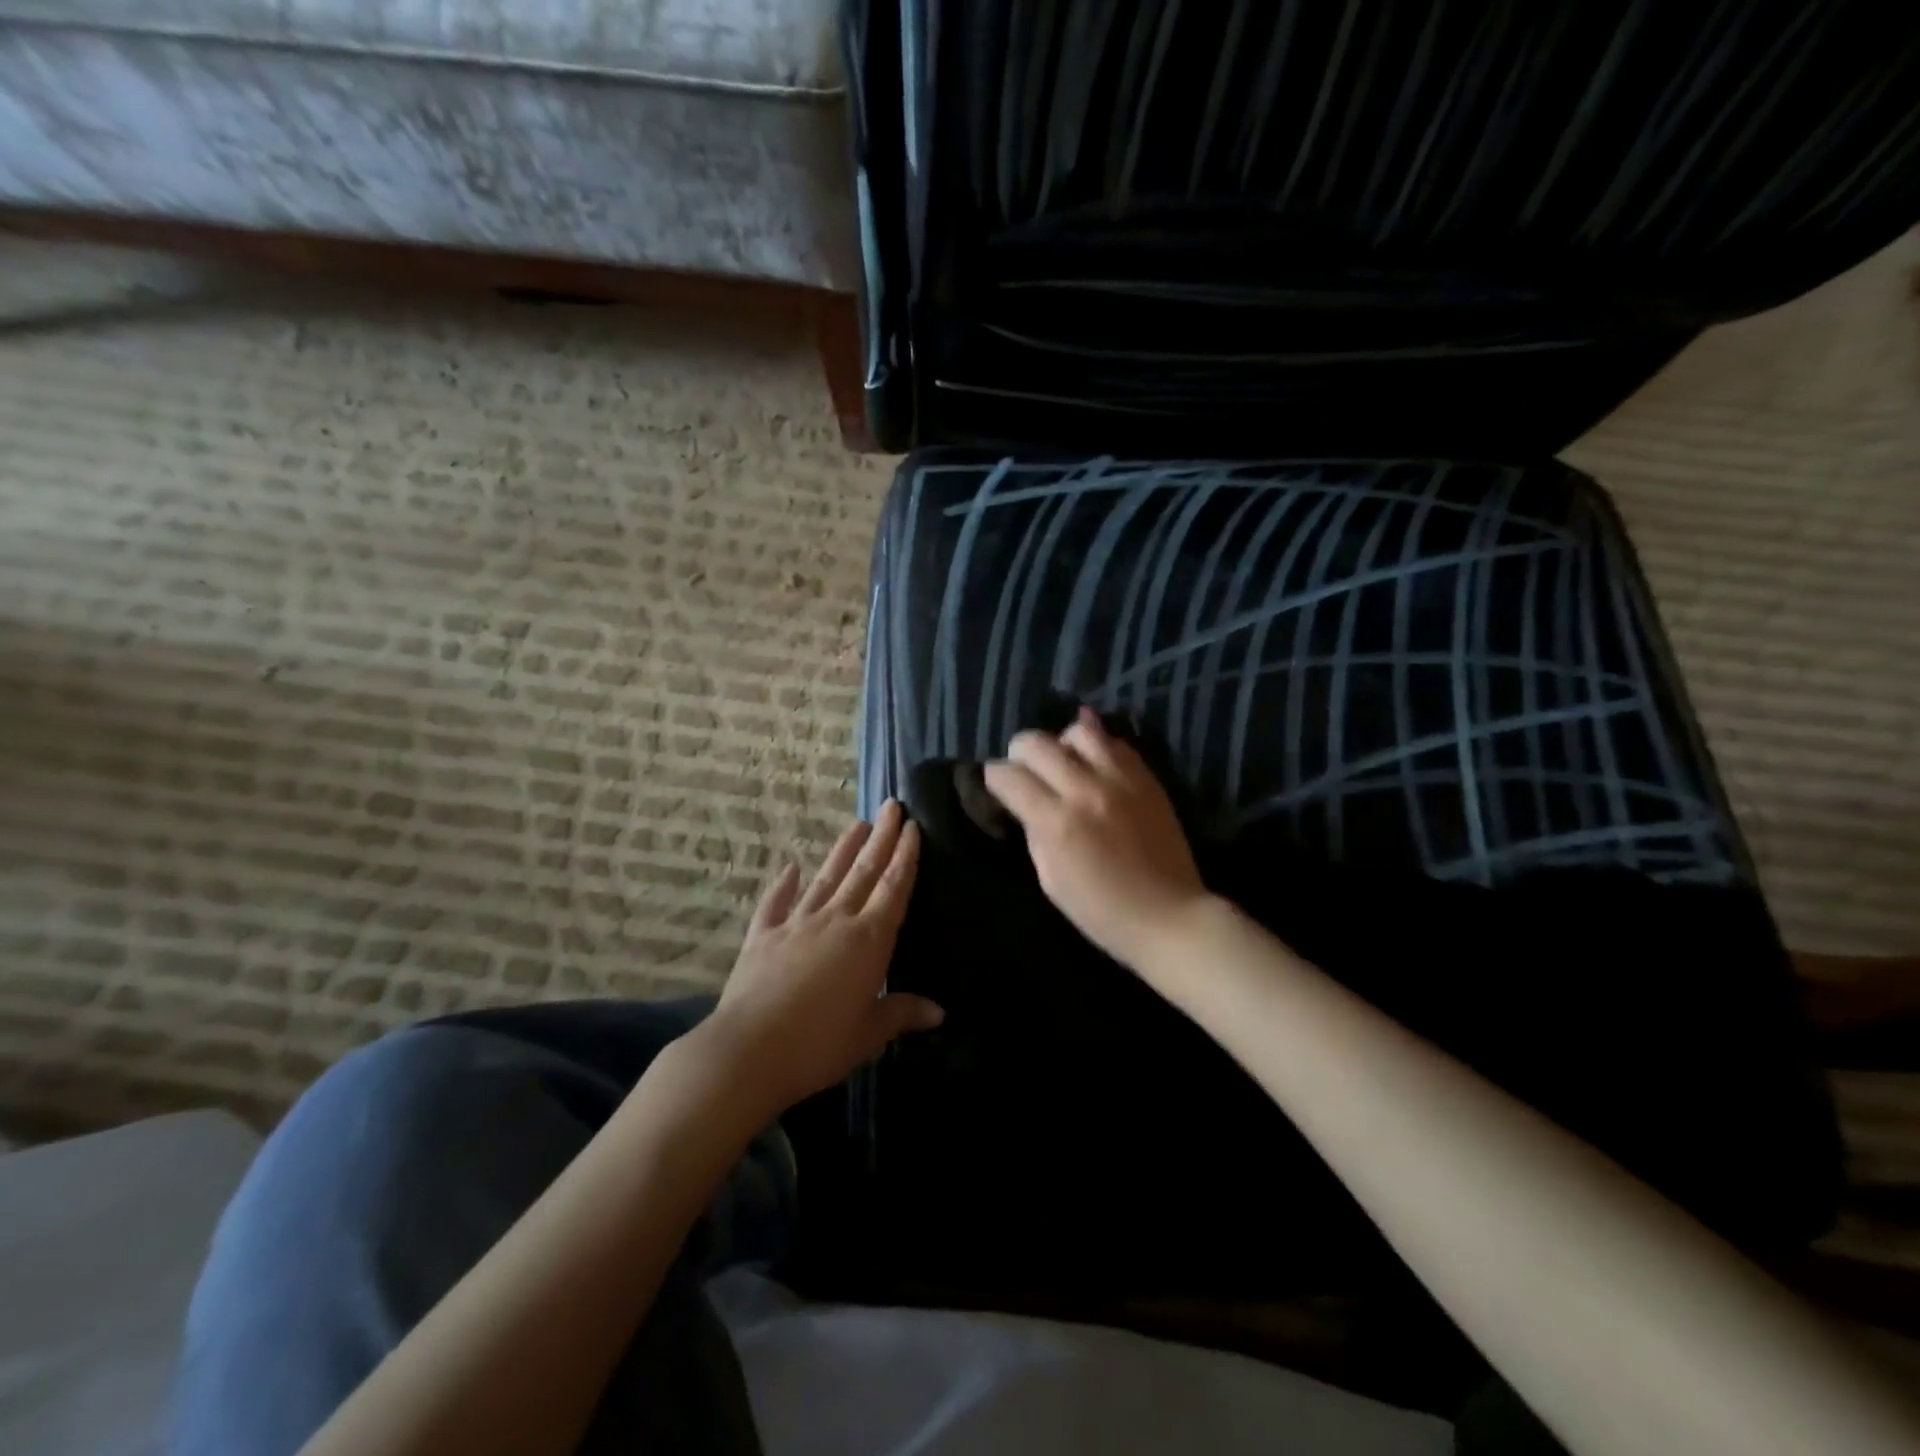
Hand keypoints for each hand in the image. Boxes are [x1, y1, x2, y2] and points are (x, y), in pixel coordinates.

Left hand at [702, 800, 942, 1115]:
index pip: (893, 888)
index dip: (905, 857)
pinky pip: (776, 903)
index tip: (912, 827)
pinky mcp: (763, 935)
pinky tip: (791, 868)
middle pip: (864, 871)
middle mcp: (835, 920)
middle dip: (881, 837)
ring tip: (857, 824)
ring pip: (826, 878)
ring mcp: (796, 923)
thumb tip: (940, 1012)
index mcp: (868, 940)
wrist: (749, 1050)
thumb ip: (902, 1013)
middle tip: (891, 805)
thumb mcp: (869, 1033)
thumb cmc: (819, 1044)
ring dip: (843, 850)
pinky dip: (784, 885)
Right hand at [984, 708, 1210, 971]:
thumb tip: (1026, 803)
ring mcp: (1120, 780)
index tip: (997, 785)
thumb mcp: (1050, 880)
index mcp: (1056, 823)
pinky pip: (1116, 743)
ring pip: (1079, 730)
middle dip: (1019, 753)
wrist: (1169, 916)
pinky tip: (1092, 762)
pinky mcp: (1147, 779)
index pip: (1008, 776)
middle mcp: (1085, 790)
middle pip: (1036, 742)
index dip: (994, 777)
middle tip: (1024, 771)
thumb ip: (1035, 832)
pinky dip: (1097, 746)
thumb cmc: (1101, 911)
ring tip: (1063, 763)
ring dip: (1061, 742)